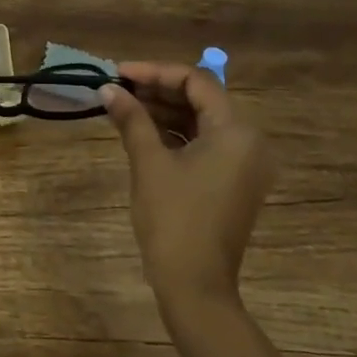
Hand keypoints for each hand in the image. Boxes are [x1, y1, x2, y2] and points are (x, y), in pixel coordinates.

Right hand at [101, 61, 276, 304]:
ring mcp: (242, 165)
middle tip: (117, 87)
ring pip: (201, 122)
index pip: (197, 82)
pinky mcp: (232, 183)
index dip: (155, 72)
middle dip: (158, 89)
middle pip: (201, 99)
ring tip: (123, 106)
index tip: (119, 72)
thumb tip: (108, 88)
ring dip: (163, 110)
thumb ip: (131, 119)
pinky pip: (204, 144)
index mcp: (236, 132)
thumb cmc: (173, 218)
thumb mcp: (148, 163)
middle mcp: (248, 142)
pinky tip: (141, 130)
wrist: (195, 285)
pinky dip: (173, 134)